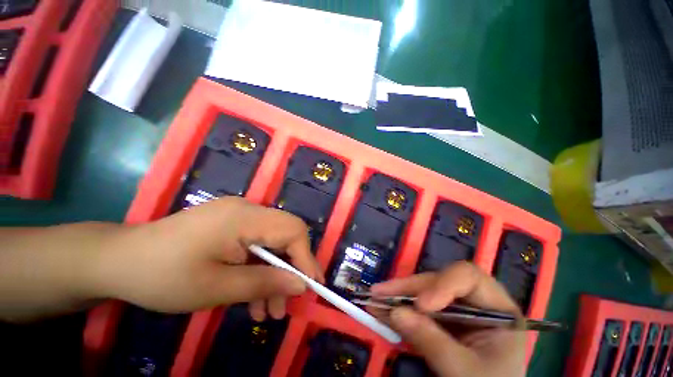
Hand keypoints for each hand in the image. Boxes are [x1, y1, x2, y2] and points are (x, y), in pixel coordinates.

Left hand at [89, 197, 322, 319]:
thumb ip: (264, 283)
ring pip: (272, 242)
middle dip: (292, 267)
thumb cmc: (162, 276)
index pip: (292, 229)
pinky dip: (259, 269)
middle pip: (286, 234)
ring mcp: (239, 215)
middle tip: (289, 302)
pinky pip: (256, 244)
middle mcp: (247, 209)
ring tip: (268, 311)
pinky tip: (252, 296)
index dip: (306, 257)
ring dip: (274, 274)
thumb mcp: (216, 288)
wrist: (118, 260)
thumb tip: (302, 284)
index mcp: (244, 217)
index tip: (311, 286)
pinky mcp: (231, 225)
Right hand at [370, 262, 524, 376]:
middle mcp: (474, 302)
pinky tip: (380, 309)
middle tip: (381, 292)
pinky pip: (417, 309)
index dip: (443, 284)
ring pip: (423, 292)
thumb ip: (432, 342)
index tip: (422, 305)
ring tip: (374, 297)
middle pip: (438, 282)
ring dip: (398, 296)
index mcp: (497, 309)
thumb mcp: (465, 371)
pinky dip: (398, 309)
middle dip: (409, 288)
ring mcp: (456, 310)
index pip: (469, 277)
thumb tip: (396, 313)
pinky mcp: (441, 320)